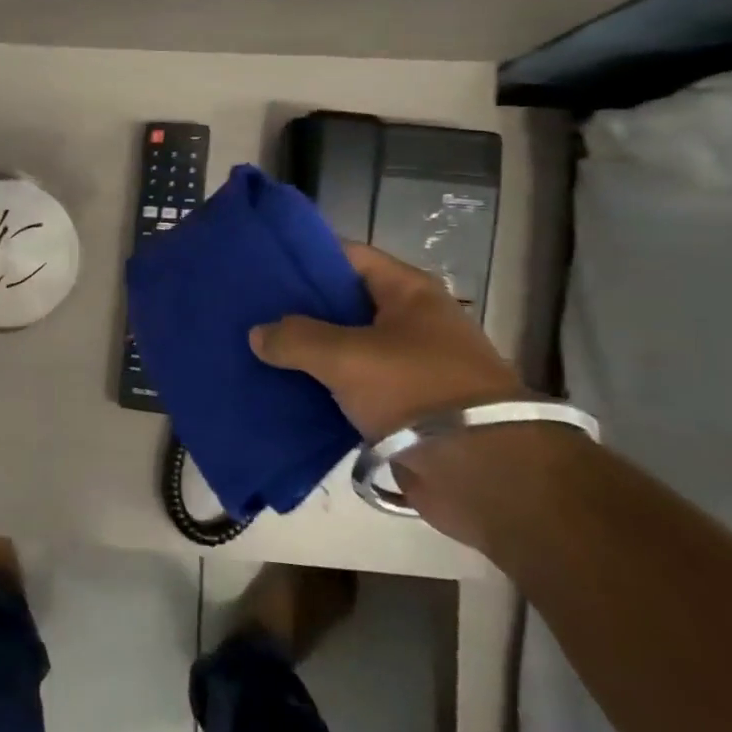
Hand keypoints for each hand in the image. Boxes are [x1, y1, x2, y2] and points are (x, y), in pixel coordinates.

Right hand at [249, 243, 533, 546]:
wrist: (485, 474)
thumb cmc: (418, 391)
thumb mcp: (348, 356)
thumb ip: (296, 338)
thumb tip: (258, 334)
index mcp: (408, 292)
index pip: (347, 257)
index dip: (304, 257)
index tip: (259, 264)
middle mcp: (409, 323)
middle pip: (341, 304)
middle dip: (296, 309)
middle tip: (246, 310)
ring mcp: (405, 367)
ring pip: (341, 350)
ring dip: (304, 354)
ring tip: (252, 350)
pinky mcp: (399, 409)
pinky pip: (348, 390)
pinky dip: (318, 390)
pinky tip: (278, 392)